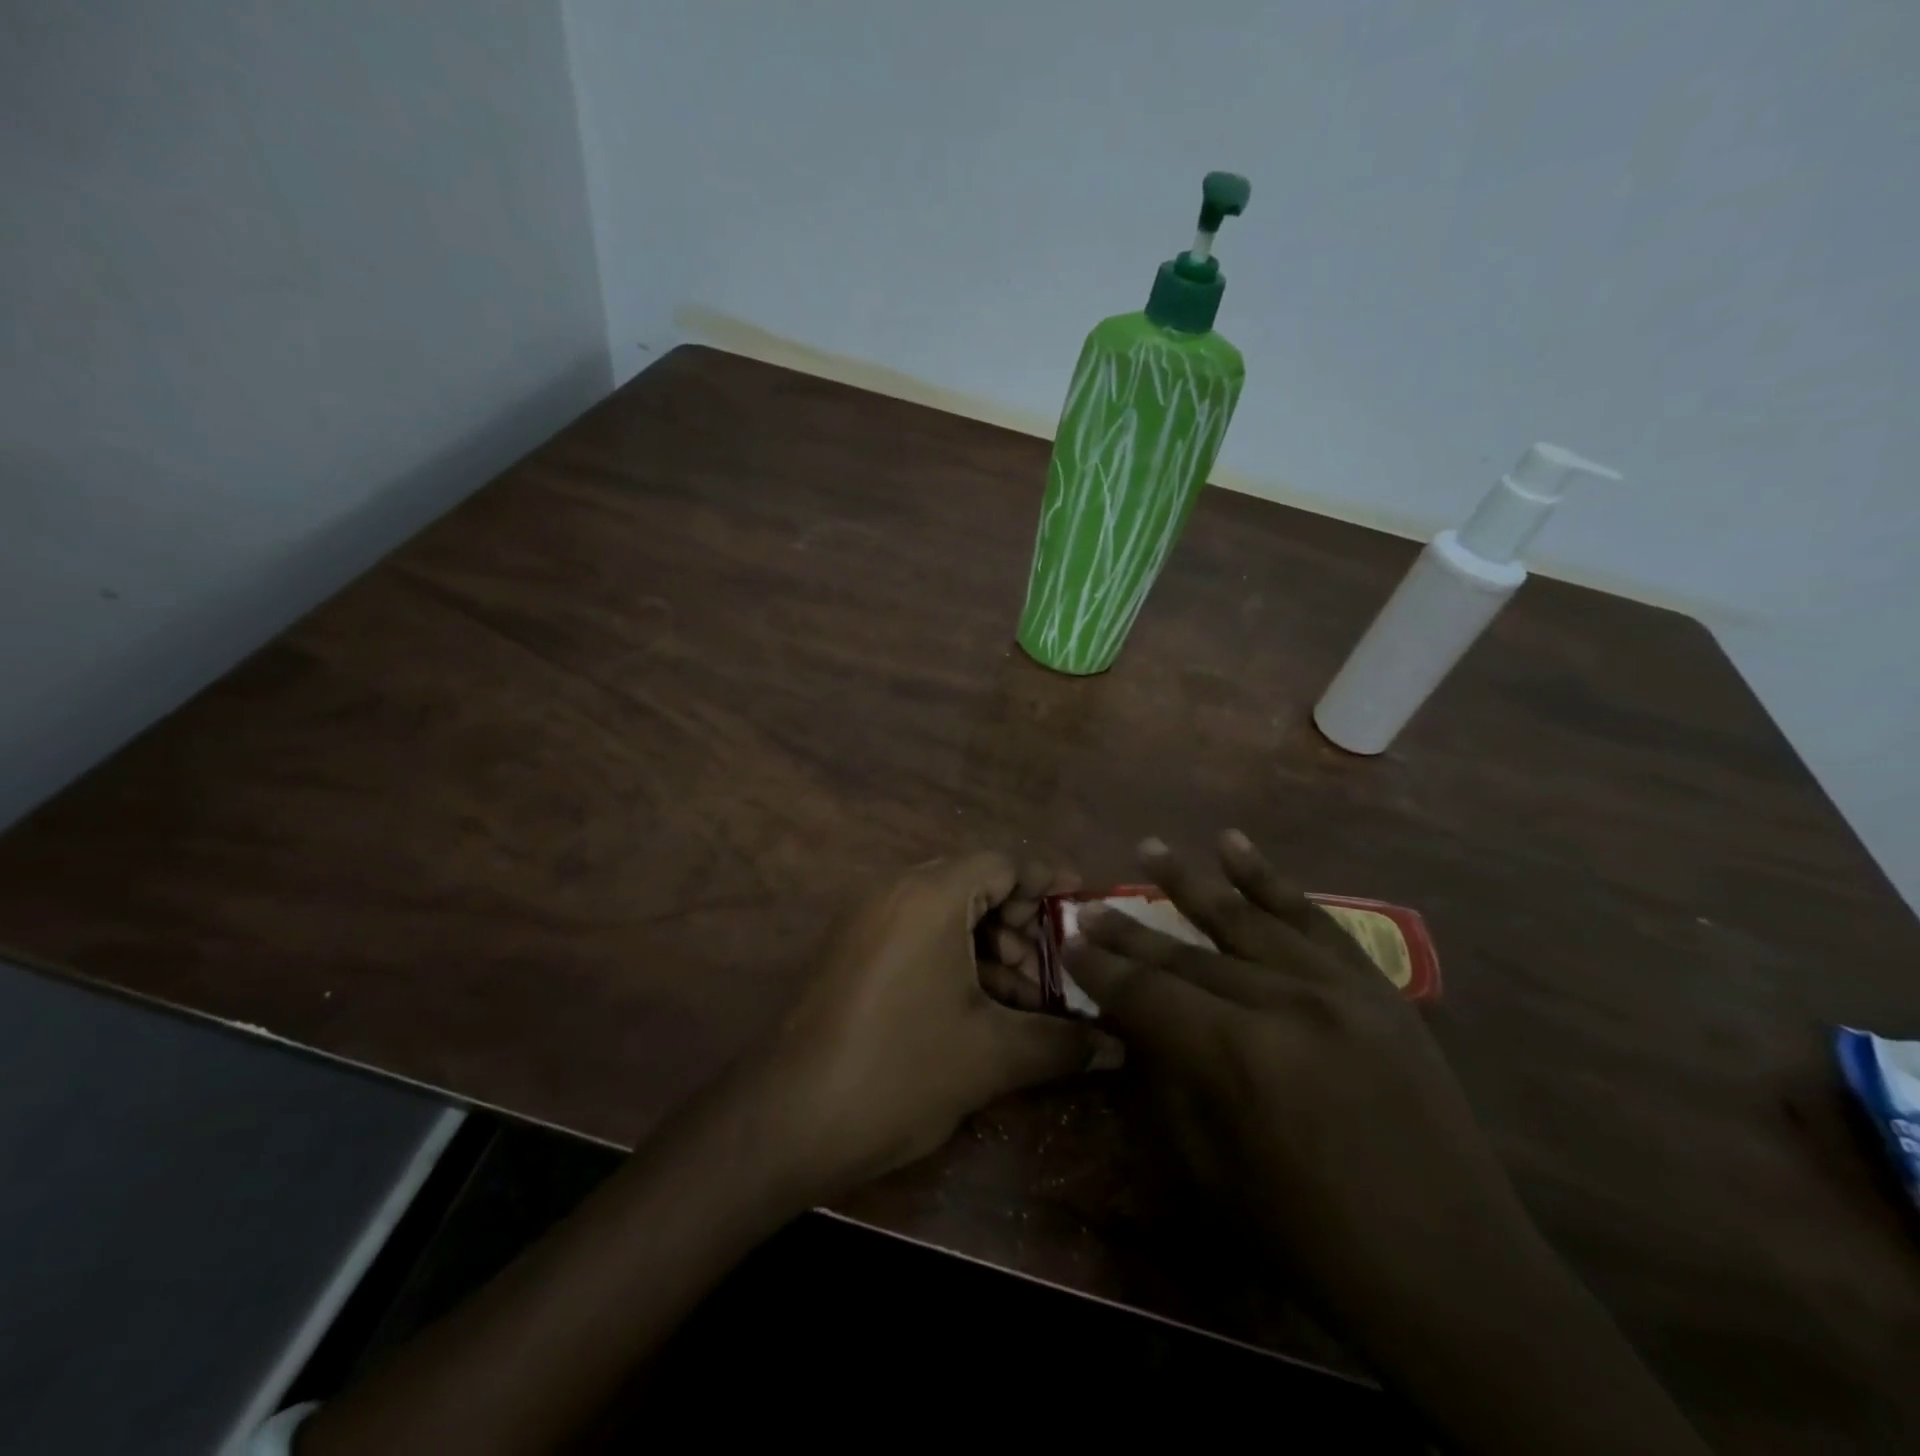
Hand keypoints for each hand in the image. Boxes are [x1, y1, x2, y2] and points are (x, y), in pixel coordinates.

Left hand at [750, 852, 1099, 1191]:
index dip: (1047, 884)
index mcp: (930, 895)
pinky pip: (915, 933)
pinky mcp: (850, 950)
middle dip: (1020, 923)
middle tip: (1050, 968)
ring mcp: (865, 919)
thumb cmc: (900, 1071)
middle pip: (974, 884)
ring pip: (944, 913)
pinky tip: (975, 1008)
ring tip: (1017, 999)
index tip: (1082, 909)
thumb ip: (1061, 1042)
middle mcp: (894, 891)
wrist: (788, 1119)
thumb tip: (1115, 1046)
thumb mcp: (992, 1056)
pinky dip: (951, 957)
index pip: (1003, 863)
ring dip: (987, 946)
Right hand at [1065, 833, 1709, 1455]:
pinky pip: (1313, 919)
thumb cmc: (1314, 1237)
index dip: (1101, 969)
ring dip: (1189, 881)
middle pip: (1188, 952)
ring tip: (1148, 848)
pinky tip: (1234, 845)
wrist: (1455, 1273)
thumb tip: (1138, 1021)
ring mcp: (1337, 987)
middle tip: (1090, 906)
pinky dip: (1269, 879)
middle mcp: (1284, 1003)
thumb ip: (1169, 1080)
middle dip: (1130, 930)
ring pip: (1246, 917)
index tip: (1068, 942)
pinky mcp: (1376, 987)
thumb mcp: (1214, 1169)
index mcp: (1237, 1058)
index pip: (1147, 993)